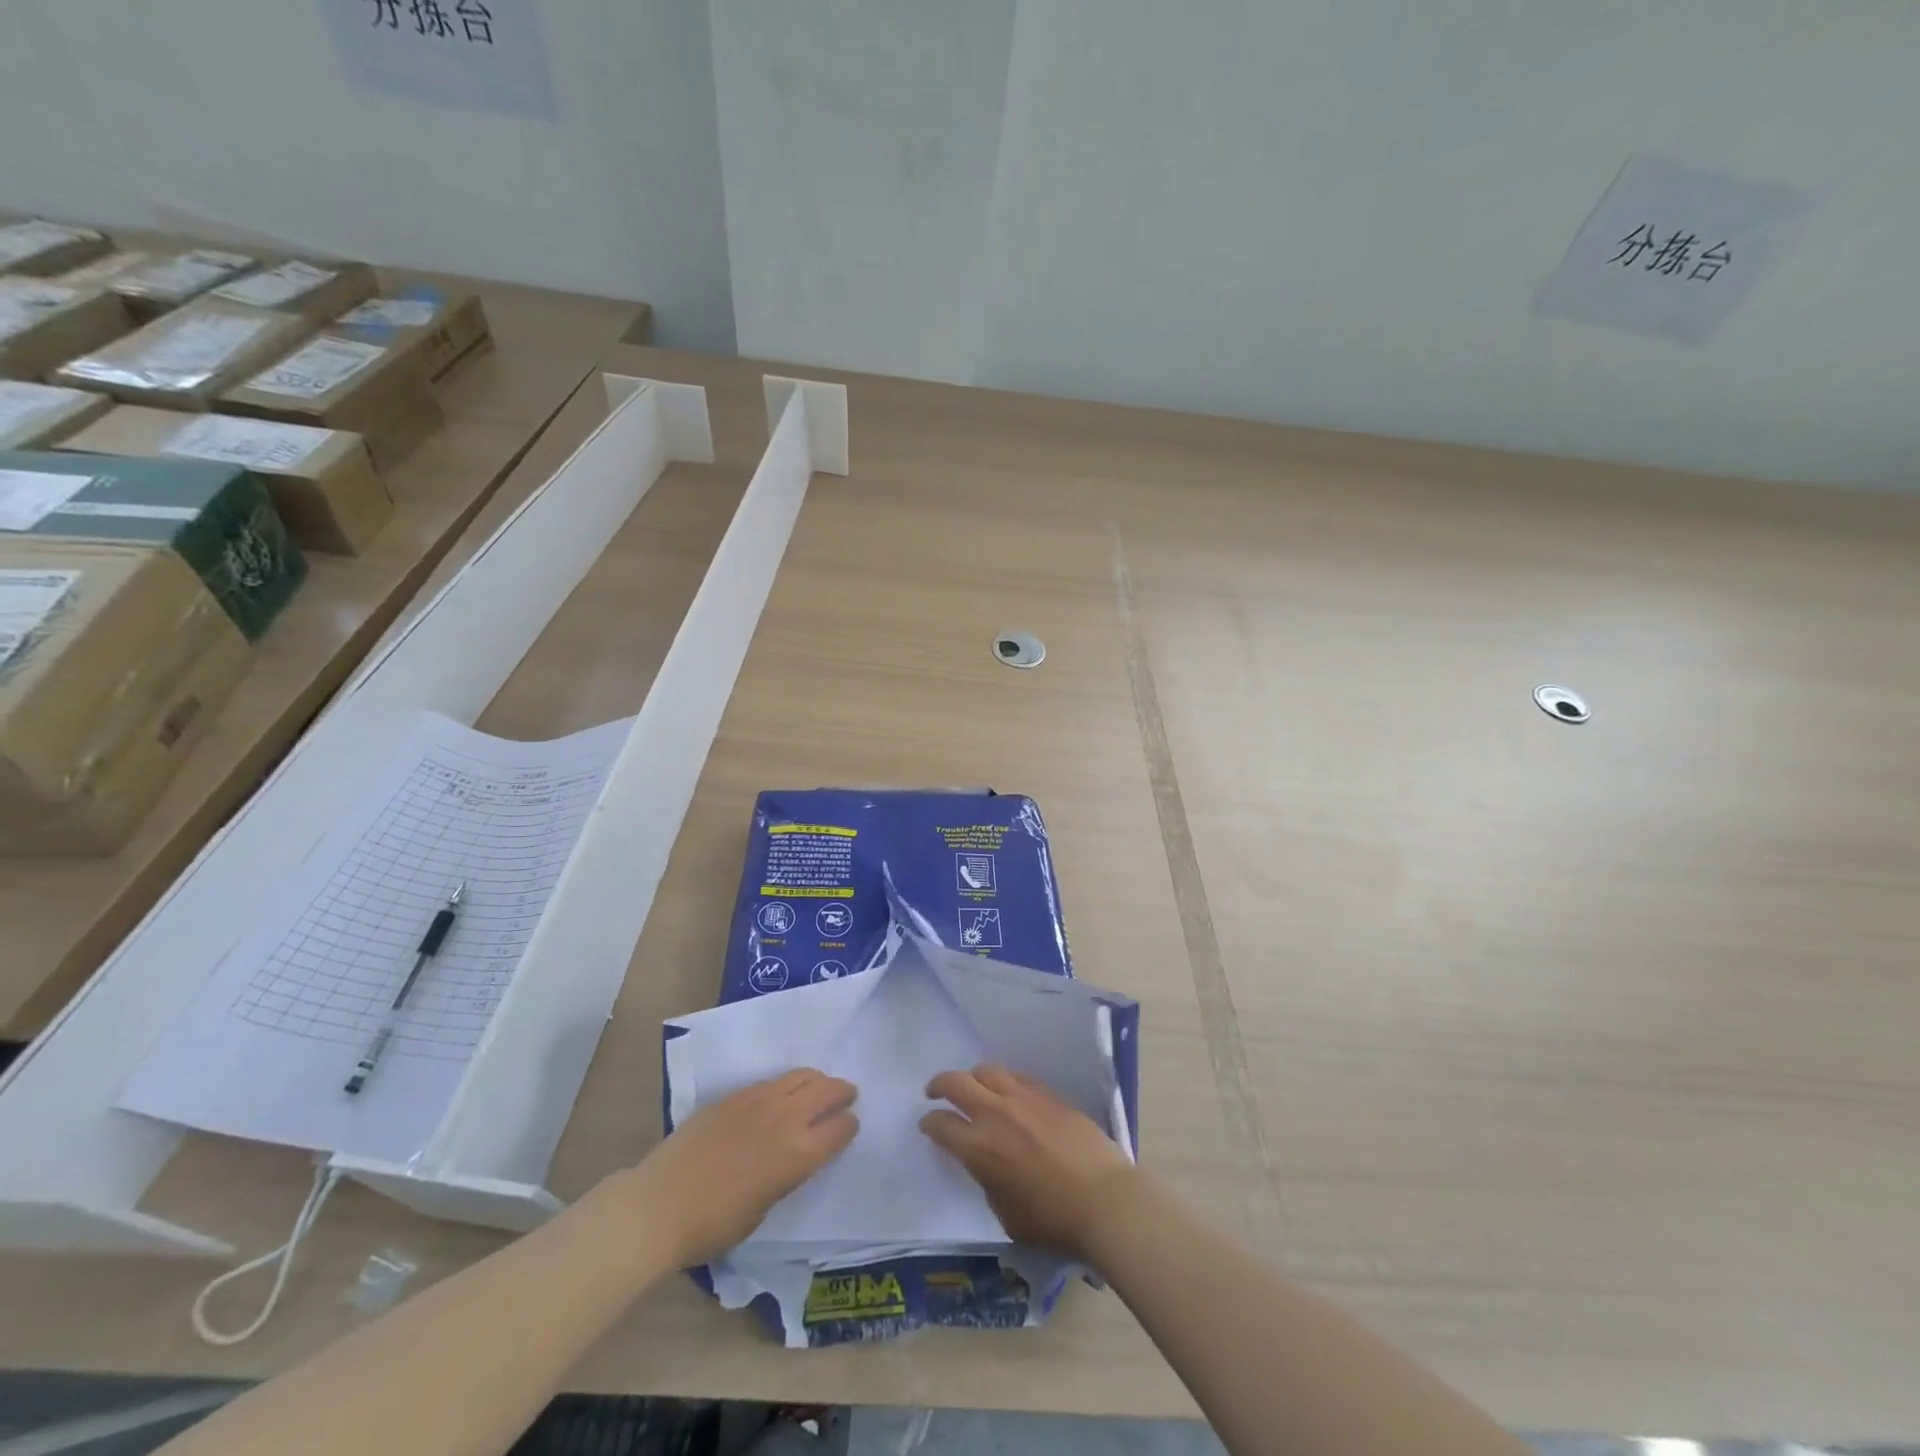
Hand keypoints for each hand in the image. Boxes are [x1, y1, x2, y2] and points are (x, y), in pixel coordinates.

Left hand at [631, 1069, 857, 1266]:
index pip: (840, 1128)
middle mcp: (786, 1119)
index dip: (849, 1126)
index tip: (851, 1126)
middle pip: (826, 1090)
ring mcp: (759, 1101)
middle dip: (842, 1091)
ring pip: (801, 1075)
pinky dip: (787, 1084)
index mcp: (799, 1154)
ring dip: (817, 1080)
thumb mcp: (763, 1209)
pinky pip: (772, 1081)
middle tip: (847, 1094)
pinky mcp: (735, 1095)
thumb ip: (786, 1175)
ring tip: (819, 1087)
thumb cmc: (714, 1224)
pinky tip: (782, 1094)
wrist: (660, 1205)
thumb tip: (790, 1158)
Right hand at [920, 1064, 1137, 1262]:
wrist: (1102, 1198)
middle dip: (940, 1084)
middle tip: (935, 1091)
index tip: (928, 1125)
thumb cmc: (1052, 1219)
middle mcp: (994, 1113)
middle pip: (957, 1083)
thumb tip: (987, 1164)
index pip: (941, 1124)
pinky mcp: (1047, 1093)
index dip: (930, 1123)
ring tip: (973, 1087)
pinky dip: (1004, 1082)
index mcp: (978, 1147)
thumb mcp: (1005, 1214)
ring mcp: (1022, 1097)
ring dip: (973, 1077)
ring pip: (987, 1070)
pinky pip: (1016, 1077)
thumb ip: (988, 1180)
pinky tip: (1008, 1093)